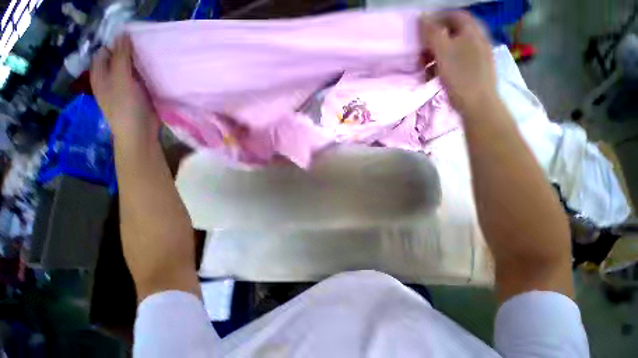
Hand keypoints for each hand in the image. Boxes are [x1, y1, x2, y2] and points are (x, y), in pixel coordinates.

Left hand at [90, 36, 158, 141]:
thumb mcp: (120, 79)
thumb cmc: (125, 108)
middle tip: (138, 43)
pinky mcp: (133, 86)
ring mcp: (121, 82)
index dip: (113, 42)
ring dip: (134, 53)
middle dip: (125, 46)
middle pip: (115, 54)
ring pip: (126, 60)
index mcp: (100, 76)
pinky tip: (148, 59)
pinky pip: (135, 68)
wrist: (139, 134)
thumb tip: (121, 32)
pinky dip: (140, 62)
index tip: (128, 38)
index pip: (103, 51)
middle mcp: (108, 77)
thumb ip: (120, 55)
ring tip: (145, 49)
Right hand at [420, 12, 497, 112]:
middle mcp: (480, 42)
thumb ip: (430, 30)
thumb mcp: (440, 49)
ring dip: (442, 52)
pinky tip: (442, 75)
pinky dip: (451, 63)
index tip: (426, 28)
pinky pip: (464, 61)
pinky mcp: (482, 73)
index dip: (439, 17)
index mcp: (472, 32)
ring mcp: (483, 58)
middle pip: (457, 31)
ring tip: (430, 65)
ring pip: (459, 47)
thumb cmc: (460, 76)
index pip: (456, 14)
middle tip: (426, 48)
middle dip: (438, 37)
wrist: (481, 109)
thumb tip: (423, 16)